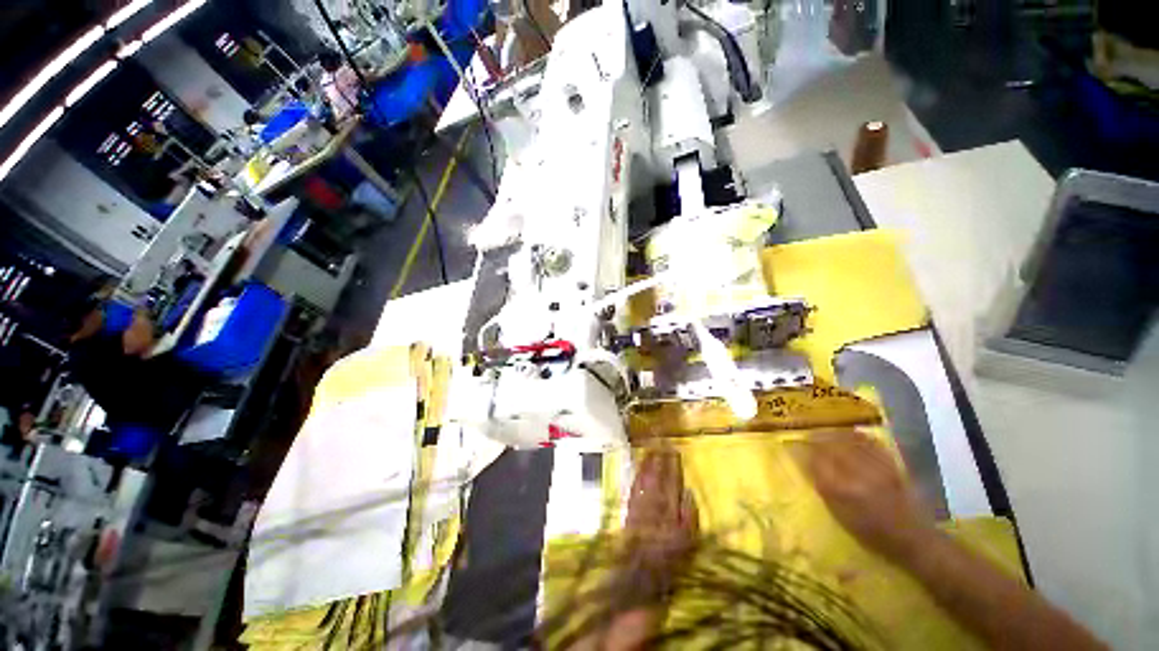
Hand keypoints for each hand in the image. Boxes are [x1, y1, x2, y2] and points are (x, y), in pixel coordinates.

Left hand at [620, 447, 698, 599]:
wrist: (641, 569)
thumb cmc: (669, 556)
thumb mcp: (688, 539)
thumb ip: (689, 514)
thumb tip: (688, 491)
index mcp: (669, 506)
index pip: (672, 479)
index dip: (673, 463)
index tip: (674, 449)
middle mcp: (653, 499)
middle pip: (657, 473)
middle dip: (659, 455)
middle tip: (661, 440)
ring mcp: (640, 501)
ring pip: (644, 475)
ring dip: (647, 460)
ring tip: (650, 447)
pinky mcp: (630, 506)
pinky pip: (634, 484)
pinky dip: (637, 472)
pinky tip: (638, 465)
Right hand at [799, 430, 932, 560]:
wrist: (912, 540)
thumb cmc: (870, 533)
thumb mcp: (839, 515)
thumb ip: (822, 487)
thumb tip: (805, 463)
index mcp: (842, 489)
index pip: (814, 459)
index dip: (800, 449)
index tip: (790, 444)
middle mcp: (857, 473)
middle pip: (830, 445)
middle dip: (814, 437)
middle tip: (805, 435)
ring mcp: (876, 466)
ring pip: (849, 440)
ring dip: (833, 433)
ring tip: (823, 432)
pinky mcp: (891, 464)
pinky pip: (869, 442)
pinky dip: (856, 435)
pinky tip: (849, 434)